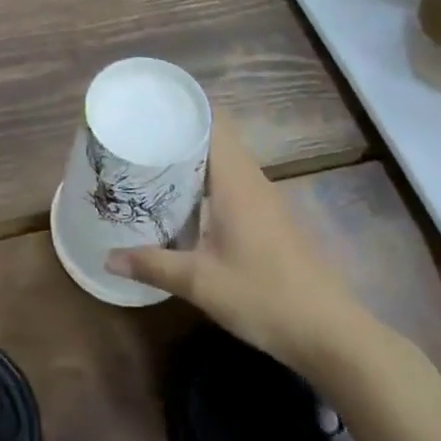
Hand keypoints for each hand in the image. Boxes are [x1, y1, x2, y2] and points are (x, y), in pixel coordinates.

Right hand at [107, 118, 379, 382]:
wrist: (332, 334)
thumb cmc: (265, 297)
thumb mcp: (200, 283)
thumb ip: (152, 265)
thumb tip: (107, 258)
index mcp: (236, 181)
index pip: (214, 122)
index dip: (185, 107)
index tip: (150, 105)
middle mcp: (253, 181)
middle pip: (218, 138)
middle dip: (181, 133)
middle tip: (140, 136)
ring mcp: (267, 201)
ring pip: (227, 162)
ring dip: (195, 159)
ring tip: (154, 163)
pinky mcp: (273, 221)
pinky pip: (236, 183)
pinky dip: (209, 181)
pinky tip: (187, 203)